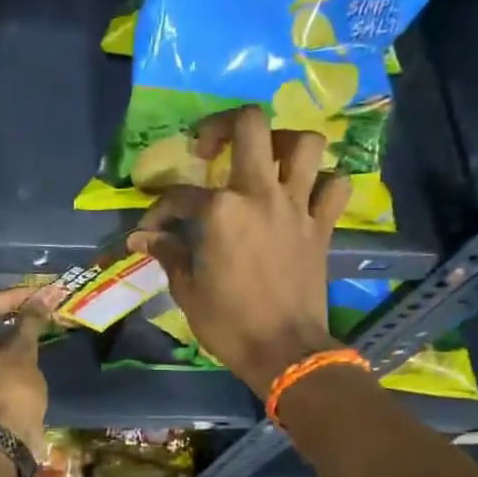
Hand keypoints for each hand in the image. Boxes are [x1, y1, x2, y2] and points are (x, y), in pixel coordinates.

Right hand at [128, 106, 347, 397]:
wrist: (285, 352)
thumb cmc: (229, 323)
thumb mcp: (187, 290)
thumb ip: (168, 254)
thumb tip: (142, 238)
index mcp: (221, 210)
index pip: (180, 195)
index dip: (158, 210)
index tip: (150, 231)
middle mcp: (261, 194)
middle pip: (251, 125)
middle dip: (225, 124)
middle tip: (212, 147)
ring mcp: (297, 206)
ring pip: (305, 144)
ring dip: (285, 143)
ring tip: (266, 161)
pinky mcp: (322, 226)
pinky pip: (335, 187)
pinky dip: (323, 184)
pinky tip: (304, 196)